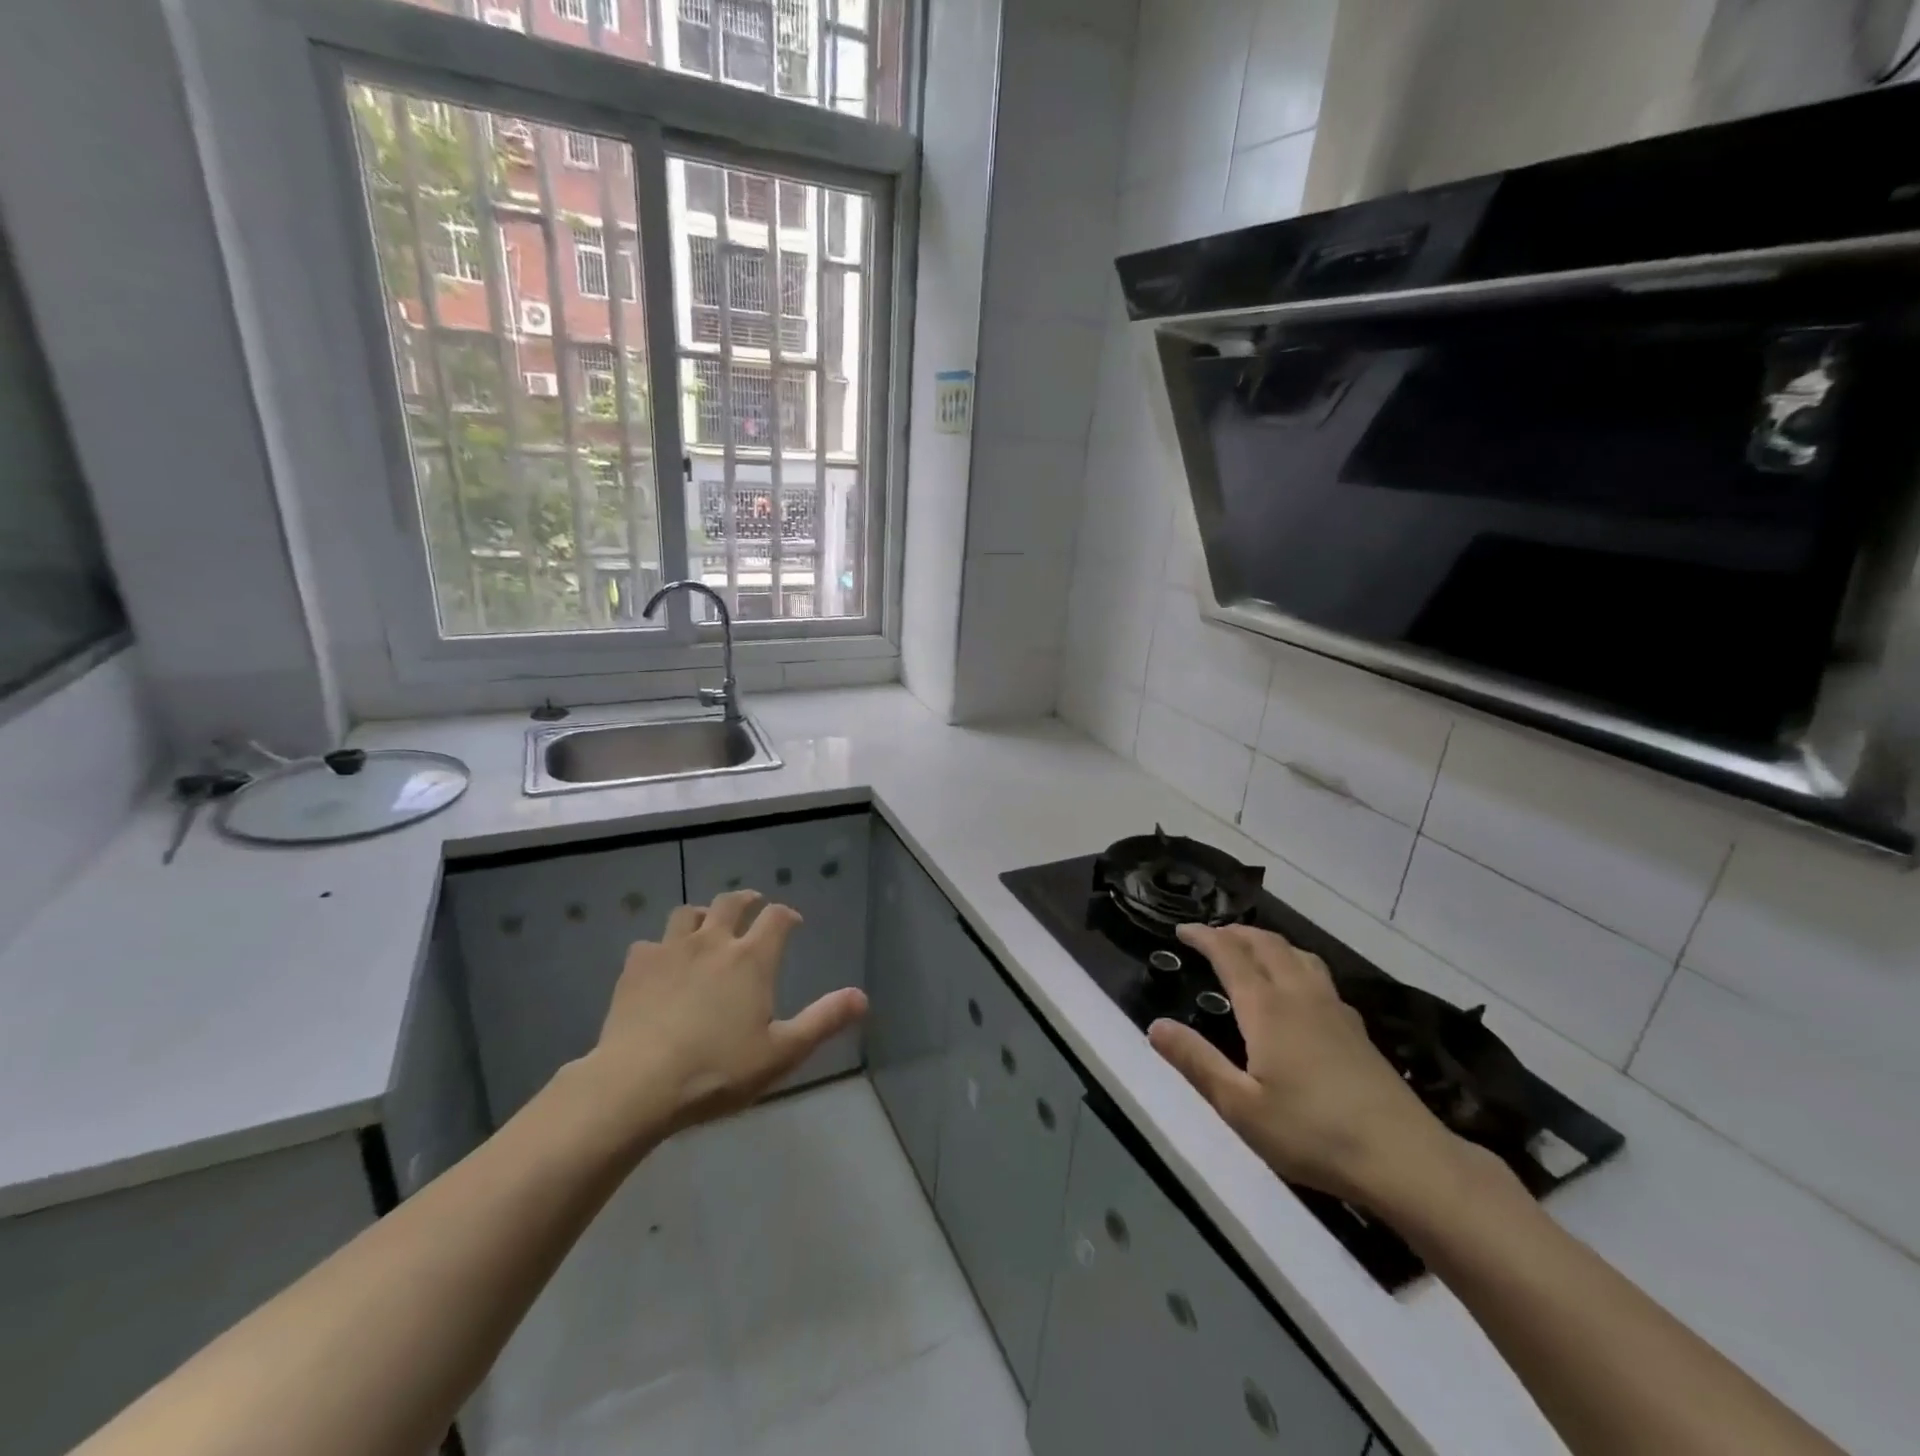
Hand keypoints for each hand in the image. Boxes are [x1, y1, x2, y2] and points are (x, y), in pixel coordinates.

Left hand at [575, 889, 868, 1143]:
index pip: (776, 918)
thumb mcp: (782, 1052)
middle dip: (746, 900)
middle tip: (752, 904)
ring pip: (687, 914)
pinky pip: (649, 944)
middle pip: (730, 903)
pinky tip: (659, 965)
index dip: (787, 915)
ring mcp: (670, 950)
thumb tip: (862, 997)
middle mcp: (713, 942)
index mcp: (752, 959)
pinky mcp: (635, 967)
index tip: (793, 922)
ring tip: (704, 926)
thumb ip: (823, 1021)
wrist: (637, 1084)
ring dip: (701, 915)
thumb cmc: (718, 1070)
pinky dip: (660, 948)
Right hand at [1148, 924, 1474, 1211]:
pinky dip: (1293, 962)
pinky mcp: (1356, 1029)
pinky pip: (1317, 974)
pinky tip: (1297, 989)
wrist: (1405, 1159)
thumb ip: (1196, 1062)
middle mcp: (1300, 996)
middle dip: (1235, 932)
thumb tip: (1155, 1025)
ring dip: (1267, 942)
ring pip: (1298, 954)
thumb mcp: (1241, 1107)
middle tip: (1211, 936)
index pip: (1230, 954)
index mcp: (1267, 1008)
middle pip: (1266, 944)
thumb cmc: (1313, 1133)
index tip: (1182, 929)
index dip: (1205, 936)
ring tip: (1251, 950)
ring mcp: (1334, 1010)